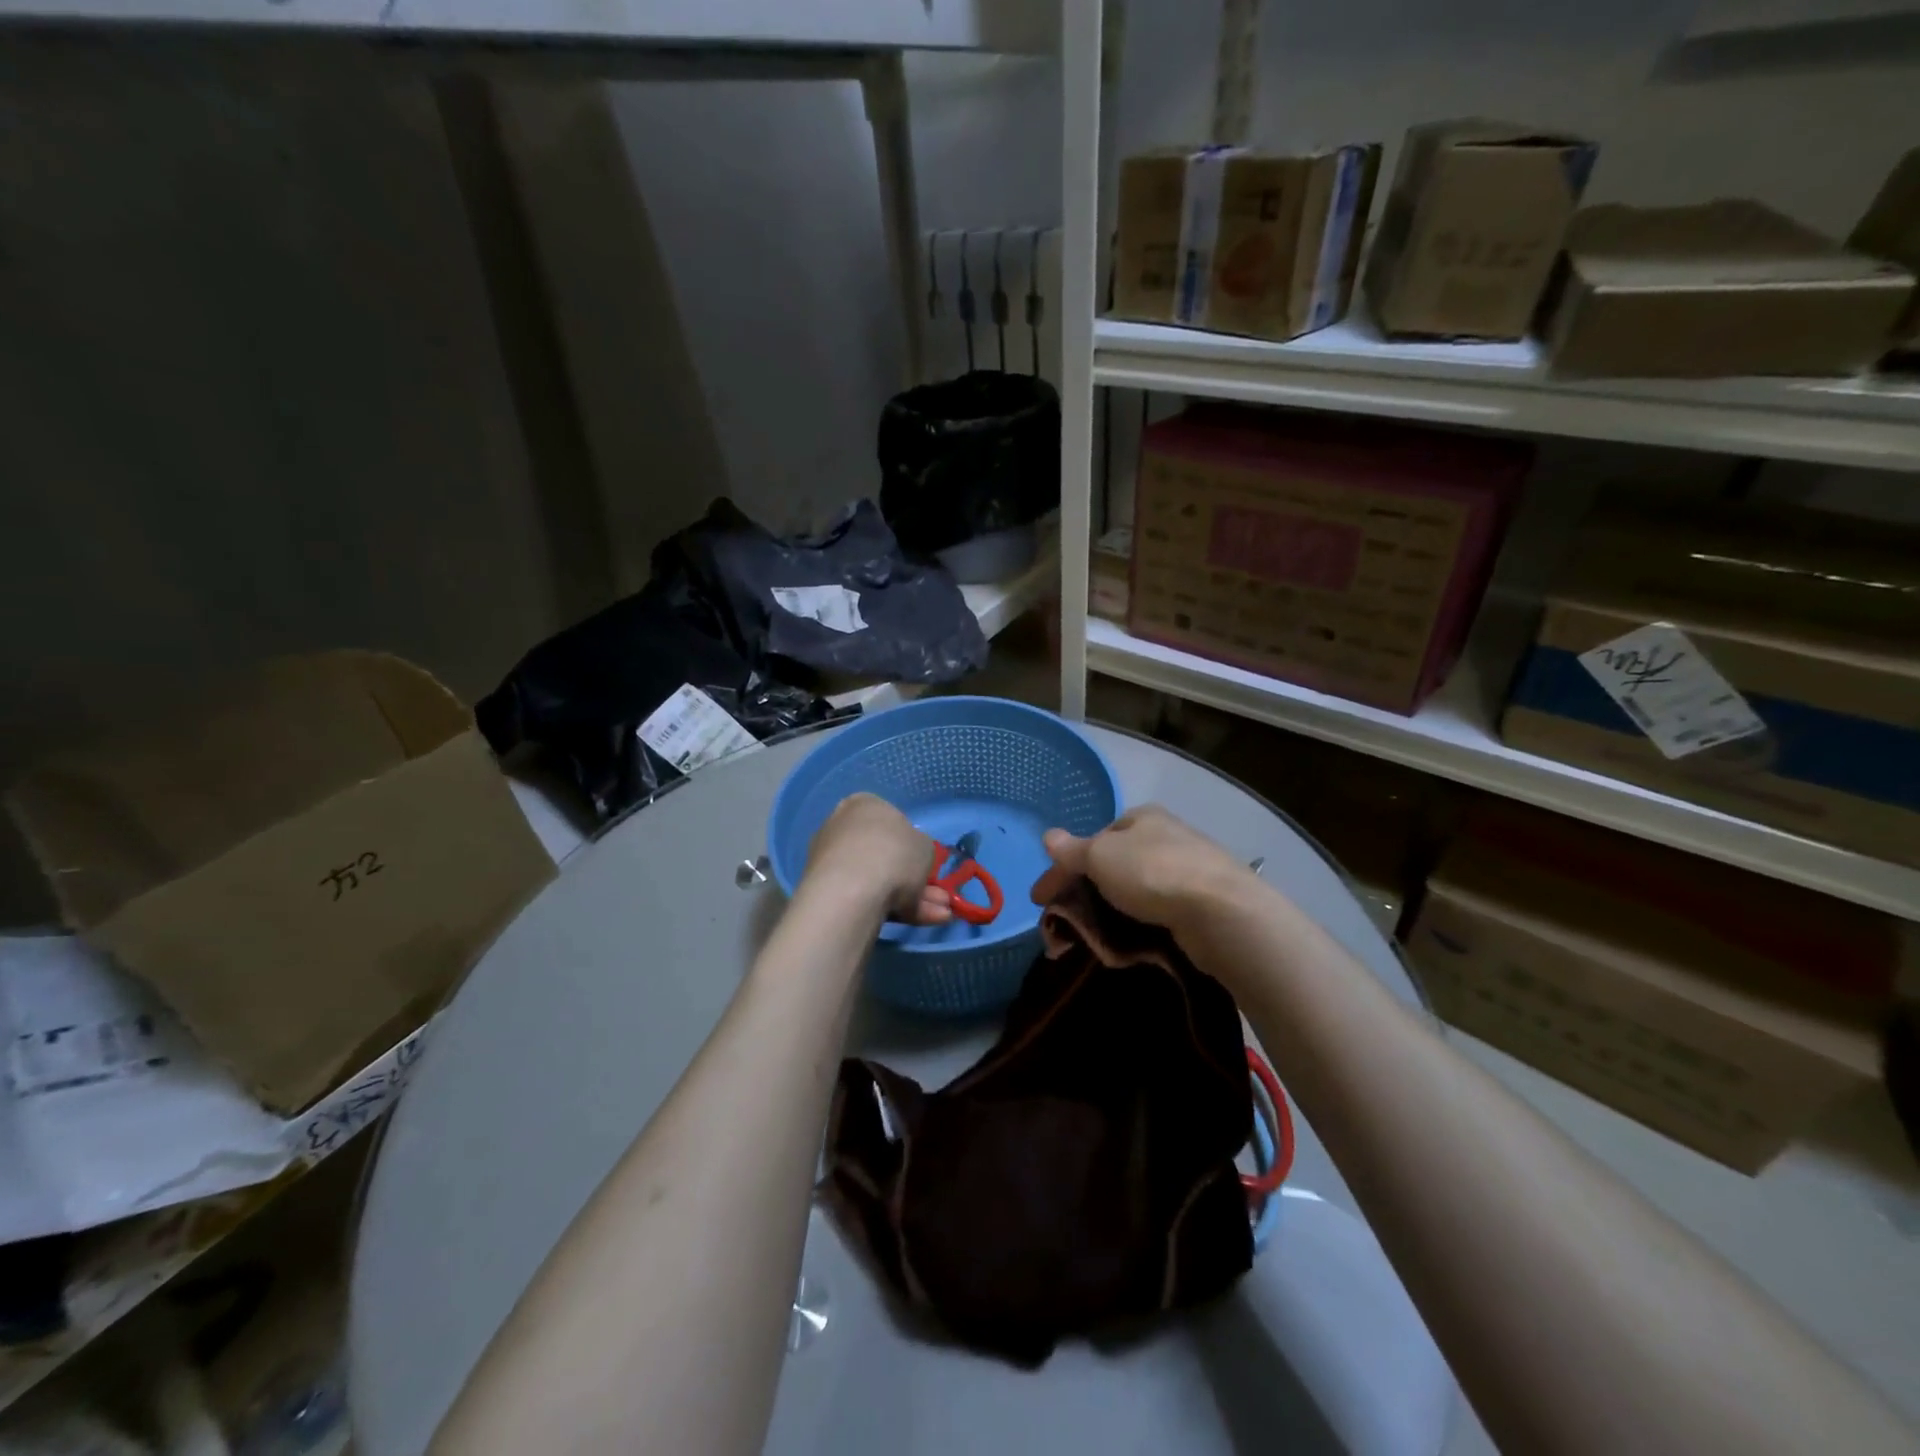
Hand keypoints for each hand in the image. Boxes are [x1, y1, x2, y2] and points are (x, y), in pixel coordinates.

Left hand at [807, 793, 951, 925]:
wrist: (851, 891)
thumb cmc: (894, 854)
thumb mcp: (925, 846)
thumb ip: (920, 849)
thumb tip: (912, 857)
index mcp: (863, 805)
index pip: (890, 820)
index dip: (911, 843)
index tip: (925, 861)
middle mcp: (842, 828)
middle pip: (885, 855)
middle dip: (915, 878)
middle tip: (940, 897)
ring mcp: (832, 862)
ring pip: (880, 880)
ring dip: (913, 897)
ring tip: (941, 915)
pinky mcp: (827, 893)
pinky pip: (867, 898)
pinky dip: (895, 909)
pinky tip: (923, 921)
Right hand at [1030, 805, 1256, 936]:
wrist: (1221, 913)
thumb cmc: (1153, 873)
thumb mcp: (1100, 856)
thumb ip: (1072, 850)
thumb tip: (1047, 836)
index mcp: (1141, 817)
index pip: (1093, 839)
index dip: (1063, 868)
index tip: (1041, 900)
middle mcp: (1165, 837)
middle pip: (1112, 865)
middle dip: (1084, 893)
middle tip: (1064, 923)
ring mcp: (1187, 870)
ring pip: (1133, 891)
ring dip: (1107, 912)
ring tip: (1091, 939)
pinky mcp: (1201, 903)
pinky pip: (1156, 913)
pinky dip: (1135, 924)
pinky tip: (1128, 942)